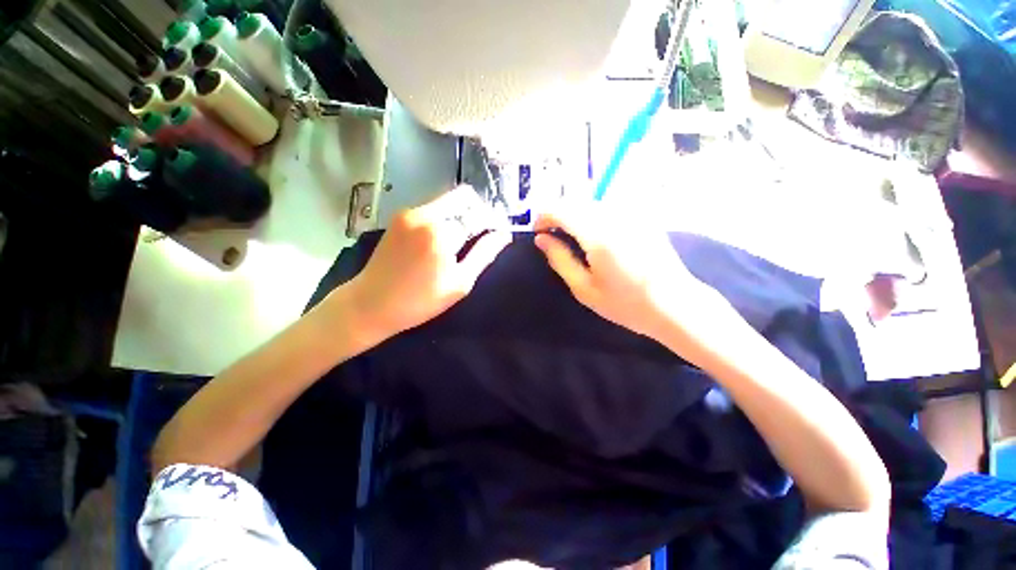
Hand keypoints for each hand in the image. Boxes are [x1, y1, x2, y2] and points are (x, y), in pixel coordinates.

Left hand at [346, 186, 510, 338]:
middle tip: (479, 238)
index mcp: (442, 232)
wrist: (371, 303)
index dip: (492, 223)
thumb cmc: (420, 301)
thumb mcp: (460, 283)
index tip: (496, 235)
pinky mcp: (400, 217)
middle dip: (477, 214)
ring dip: (461, 216)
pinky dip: (444, 219)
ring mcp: (409, 213)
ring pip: (448, 202)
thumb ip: (484, 254)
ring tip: (459, 243)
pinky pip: (432, 209)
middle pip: (464, 198)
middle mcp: (425, 214)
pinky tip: (441, 241)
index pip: (479, 214)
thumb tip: (504, 234)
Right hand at [533, 203, 716, 340]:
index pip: (561, 210)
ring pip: (591, 202)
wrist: (674, 305)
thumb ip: (560, 260)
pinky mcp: (641, 217)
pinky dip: (592, 215)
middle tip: (552, 236)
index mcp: (598, 236)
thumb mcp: (584, 289)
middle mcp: (614, 217)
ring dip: (575, 213)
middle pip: (575, 201)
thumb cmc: (625, 304)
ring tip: (570, 235)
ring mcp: (631, 214)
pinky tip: (594, 235)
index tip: (538, 231)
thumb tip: (541, 239)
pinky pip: (608, 207)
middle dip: (558, 214)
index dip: (544, 217)